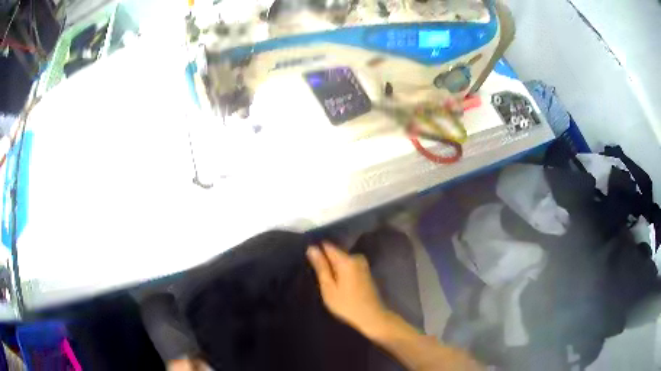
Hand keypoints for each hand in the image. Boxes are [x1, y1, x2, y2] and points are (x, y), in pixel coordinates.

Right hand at [307, 242, 389, 337]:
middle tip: (316, 273)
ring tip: (326, 278)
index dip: (317, 250)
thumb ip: (321, 267)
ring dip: (333, 266)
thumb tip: (311, 248)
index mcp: (346, 260)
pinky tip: (337, 281)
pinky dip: (341, 270)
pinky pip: (348, 264)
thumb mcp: (329, 288)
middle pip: (335, 252)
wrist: (372, 317)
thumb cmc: (346, 305)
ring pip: (342, 259)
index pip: (327, 245)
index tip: (309, 260)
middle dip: (325, 259)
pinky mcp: (365, 270)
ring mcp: (363, 263)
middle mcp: (356, 257)